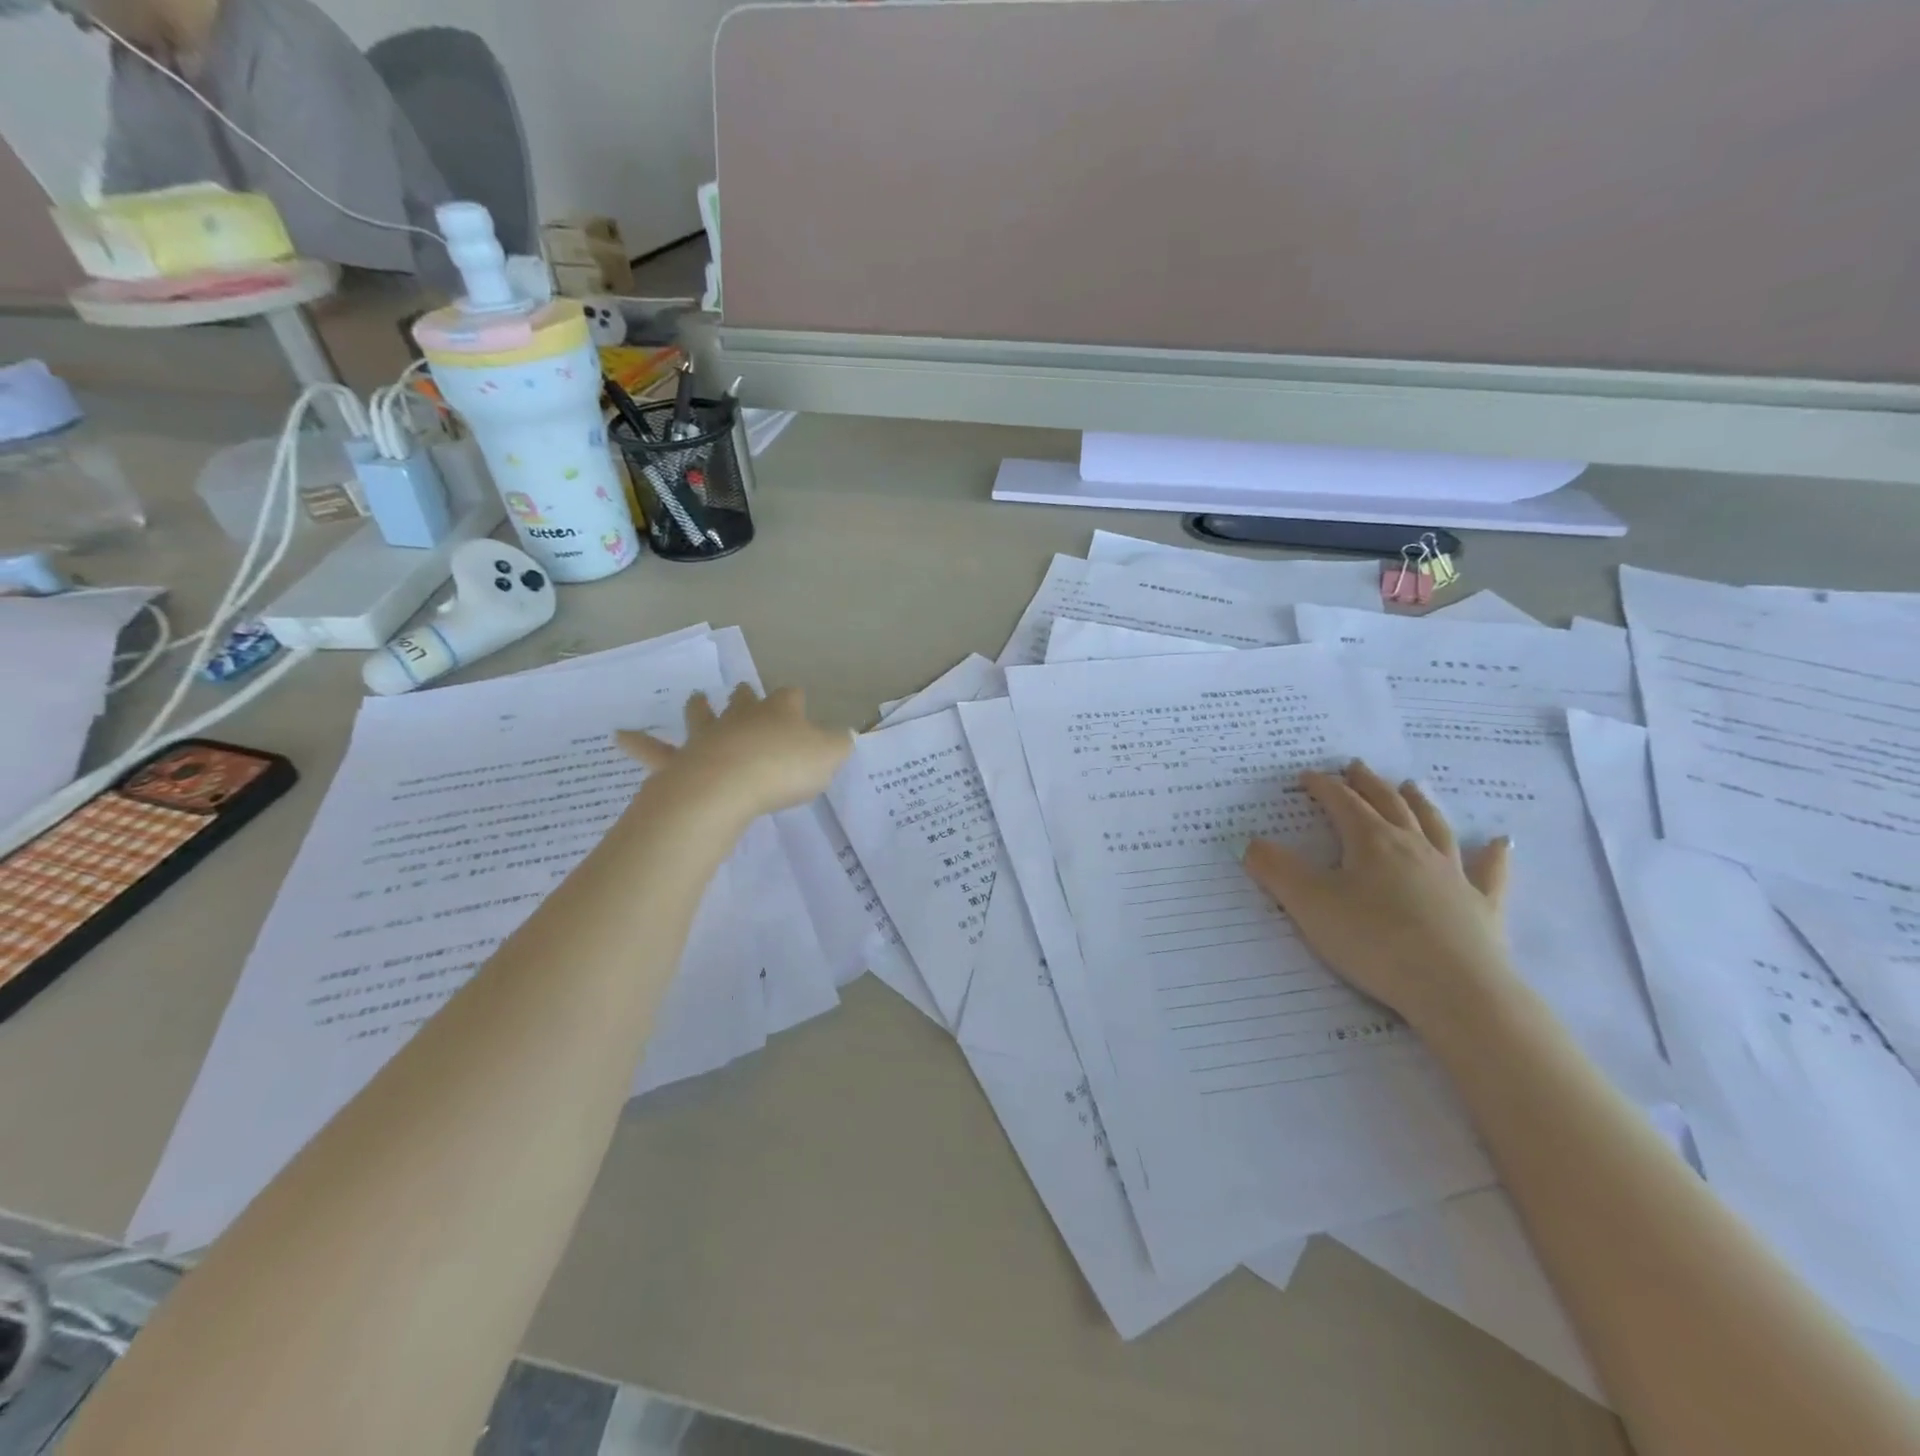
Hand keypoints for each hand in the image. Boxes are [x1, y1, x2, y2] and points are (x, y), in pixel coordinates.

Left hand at [617, 685, 851, 820]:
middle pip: (745, 700)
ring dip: (700, 707)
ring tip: (695, 698)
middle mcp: (742, 717)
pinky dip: (638, 743)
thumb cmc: (783, 769)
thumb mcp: (828, 757)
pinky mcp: (681, 759)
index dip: (795, 700)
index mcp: (780, 713)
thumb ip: (838, 745)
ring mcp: (709, 736)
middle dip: (747, 696)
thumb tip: (843, 736)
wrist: (728, 785)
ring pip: (702, 715)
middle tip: (744, 691)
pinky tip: (619, 736)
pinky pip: (655, 750)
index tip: (798, 704)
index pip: (790, 697)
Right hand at [1241, 760, 1515, 1032]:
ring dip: (1420, 803)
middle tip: (1356, 766)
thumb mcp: (1309, 904)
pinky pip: (1489, 873)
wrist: (1457, 990)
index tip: (1307, 776)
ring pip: (1434, 828)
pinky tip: (1501, 842)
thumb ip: (1276, 870)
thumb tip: (1252, 843)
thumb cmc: (1374, 941)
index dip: (1323, 787)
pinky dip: (1494, 855)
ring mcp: (1453, 875)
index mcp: (1371, 843)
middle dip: (1369, 784)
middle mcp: (1413, 848)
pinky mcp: (1482, 907)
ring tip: (1412, 786)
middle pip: (1389, 805)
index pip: (1343, 804)